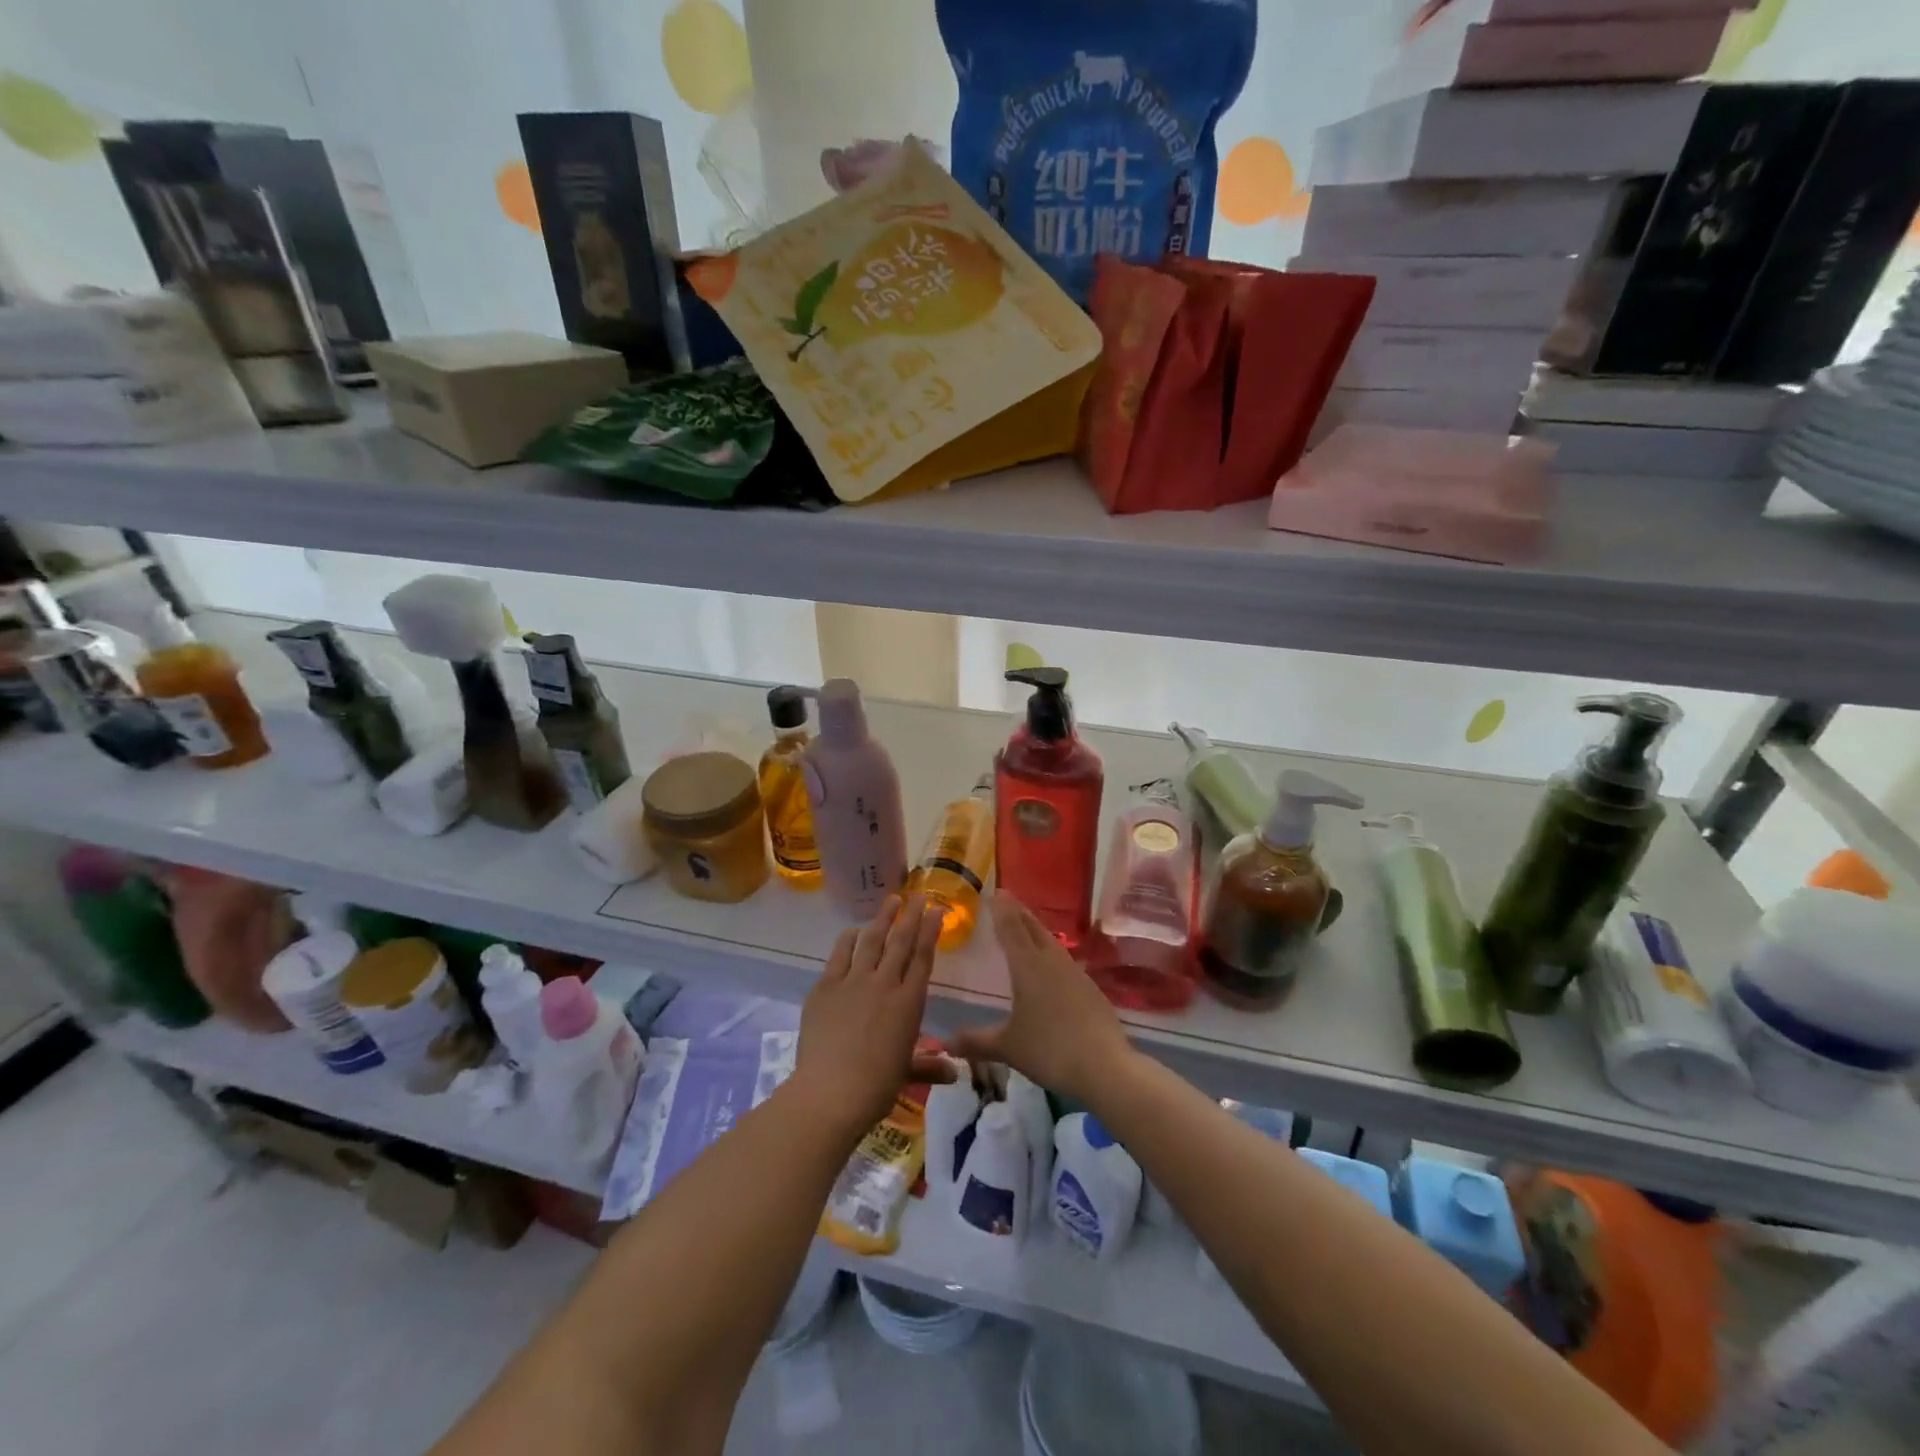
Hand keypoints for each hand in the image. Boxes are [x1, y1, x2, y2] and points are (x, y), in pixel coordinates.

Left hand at [792, 894, 953, 1133]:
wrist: (831, 1092)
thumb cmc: (876, 1087)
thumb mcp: (906, 1073)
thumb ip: (930, 1066)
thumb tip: (955, 1072)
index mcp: (909, 1003)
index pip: (923, 958)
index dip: (930, 932)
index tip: (936, 911)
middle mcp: (884, 984)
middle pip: (900, 942)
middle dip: (911, 915)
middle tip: (918, 895)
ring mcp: (853, 982)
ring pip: (871, 941)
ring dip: (882, 919)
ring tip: (891, 900)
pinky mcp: (826, 988)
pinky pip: (839, 956)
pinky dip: (848, 940)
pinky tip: (852, 931)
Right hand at [949, 892, 1136, 1102]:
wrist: (1105, 1066)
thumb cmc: (1049, 1050)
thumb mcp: (1008, 1047)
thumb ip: (977, 1041)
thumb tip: (947, 1042)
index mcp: (1028, 966)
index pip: (1011, 927)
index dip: (1001, 909)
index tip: (995, 892)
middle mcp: (1052, 961)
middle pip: (1033, 928)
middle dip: (1018, 913)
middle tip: (1007, 899)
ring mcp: (1075, 973)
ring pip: (1051, 942)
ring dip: (1036, 930)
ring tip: (1026, 927)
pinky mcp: (1090, 989)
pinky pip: (1064, 960)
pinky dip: (1051, 952)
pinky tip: (1050, 965)